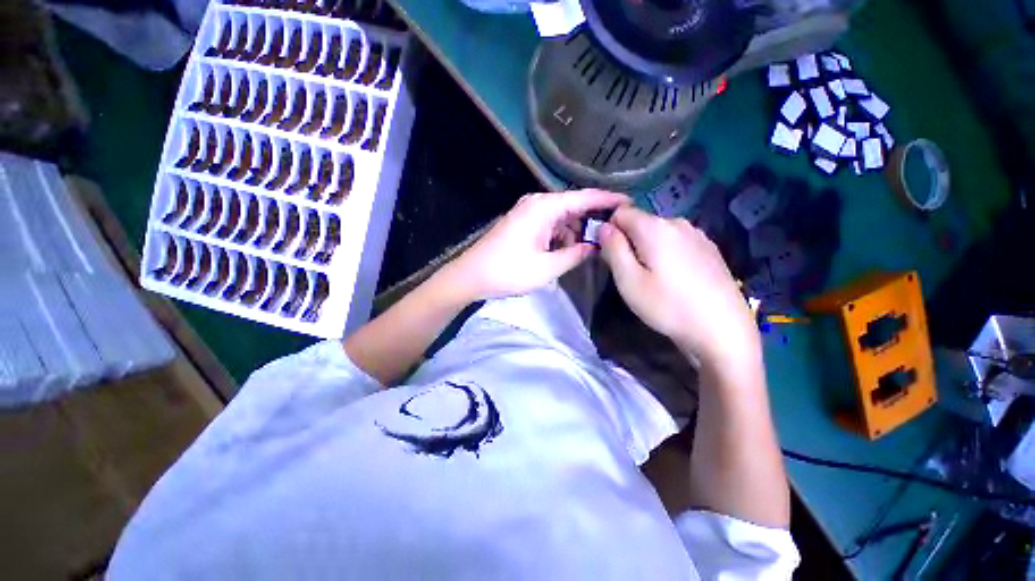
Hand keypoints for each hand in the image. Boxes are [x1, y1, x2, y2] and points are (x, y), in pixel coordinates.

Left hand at [445, 189, 629, 300]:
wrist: (471, 276)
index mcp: (544, 208)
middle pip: (573, 205)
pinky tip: (566, 250)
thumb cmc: (508, 271)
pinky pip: (550, 224)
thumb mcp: (547, 267)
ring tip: (589, 248)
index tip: (630, 203)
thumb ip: (575, 254)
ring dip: (575, 231)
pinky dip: (561, 235)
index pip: (584, 198)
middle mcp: (537, 203)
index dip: (608, 200)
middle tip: (613, 233)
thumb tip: (594, 246)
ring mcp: (528, 212)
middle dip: (592, 219)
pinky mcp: (523, 223)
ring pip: (562, 216)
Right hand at [597, 206, 759, 369]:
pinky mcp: (710, 249)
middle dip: (630, 242)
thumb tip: (604, 227)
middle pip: (640, 222)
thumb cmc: (667, 306)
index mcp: (654, 227)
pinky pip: (677, 243)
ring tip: (655, 279)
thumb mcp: (628, 280)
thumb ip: (613, 249)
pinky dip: (668, 254)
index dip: (611, 231)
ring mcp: (697, 235)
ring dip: (648, 249)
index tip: (612, 256)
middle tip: (632, 274)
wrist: (723, 330)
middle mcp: (677, 222)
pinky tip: (677, 280)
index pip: (620, 212)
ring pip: (659, 233)